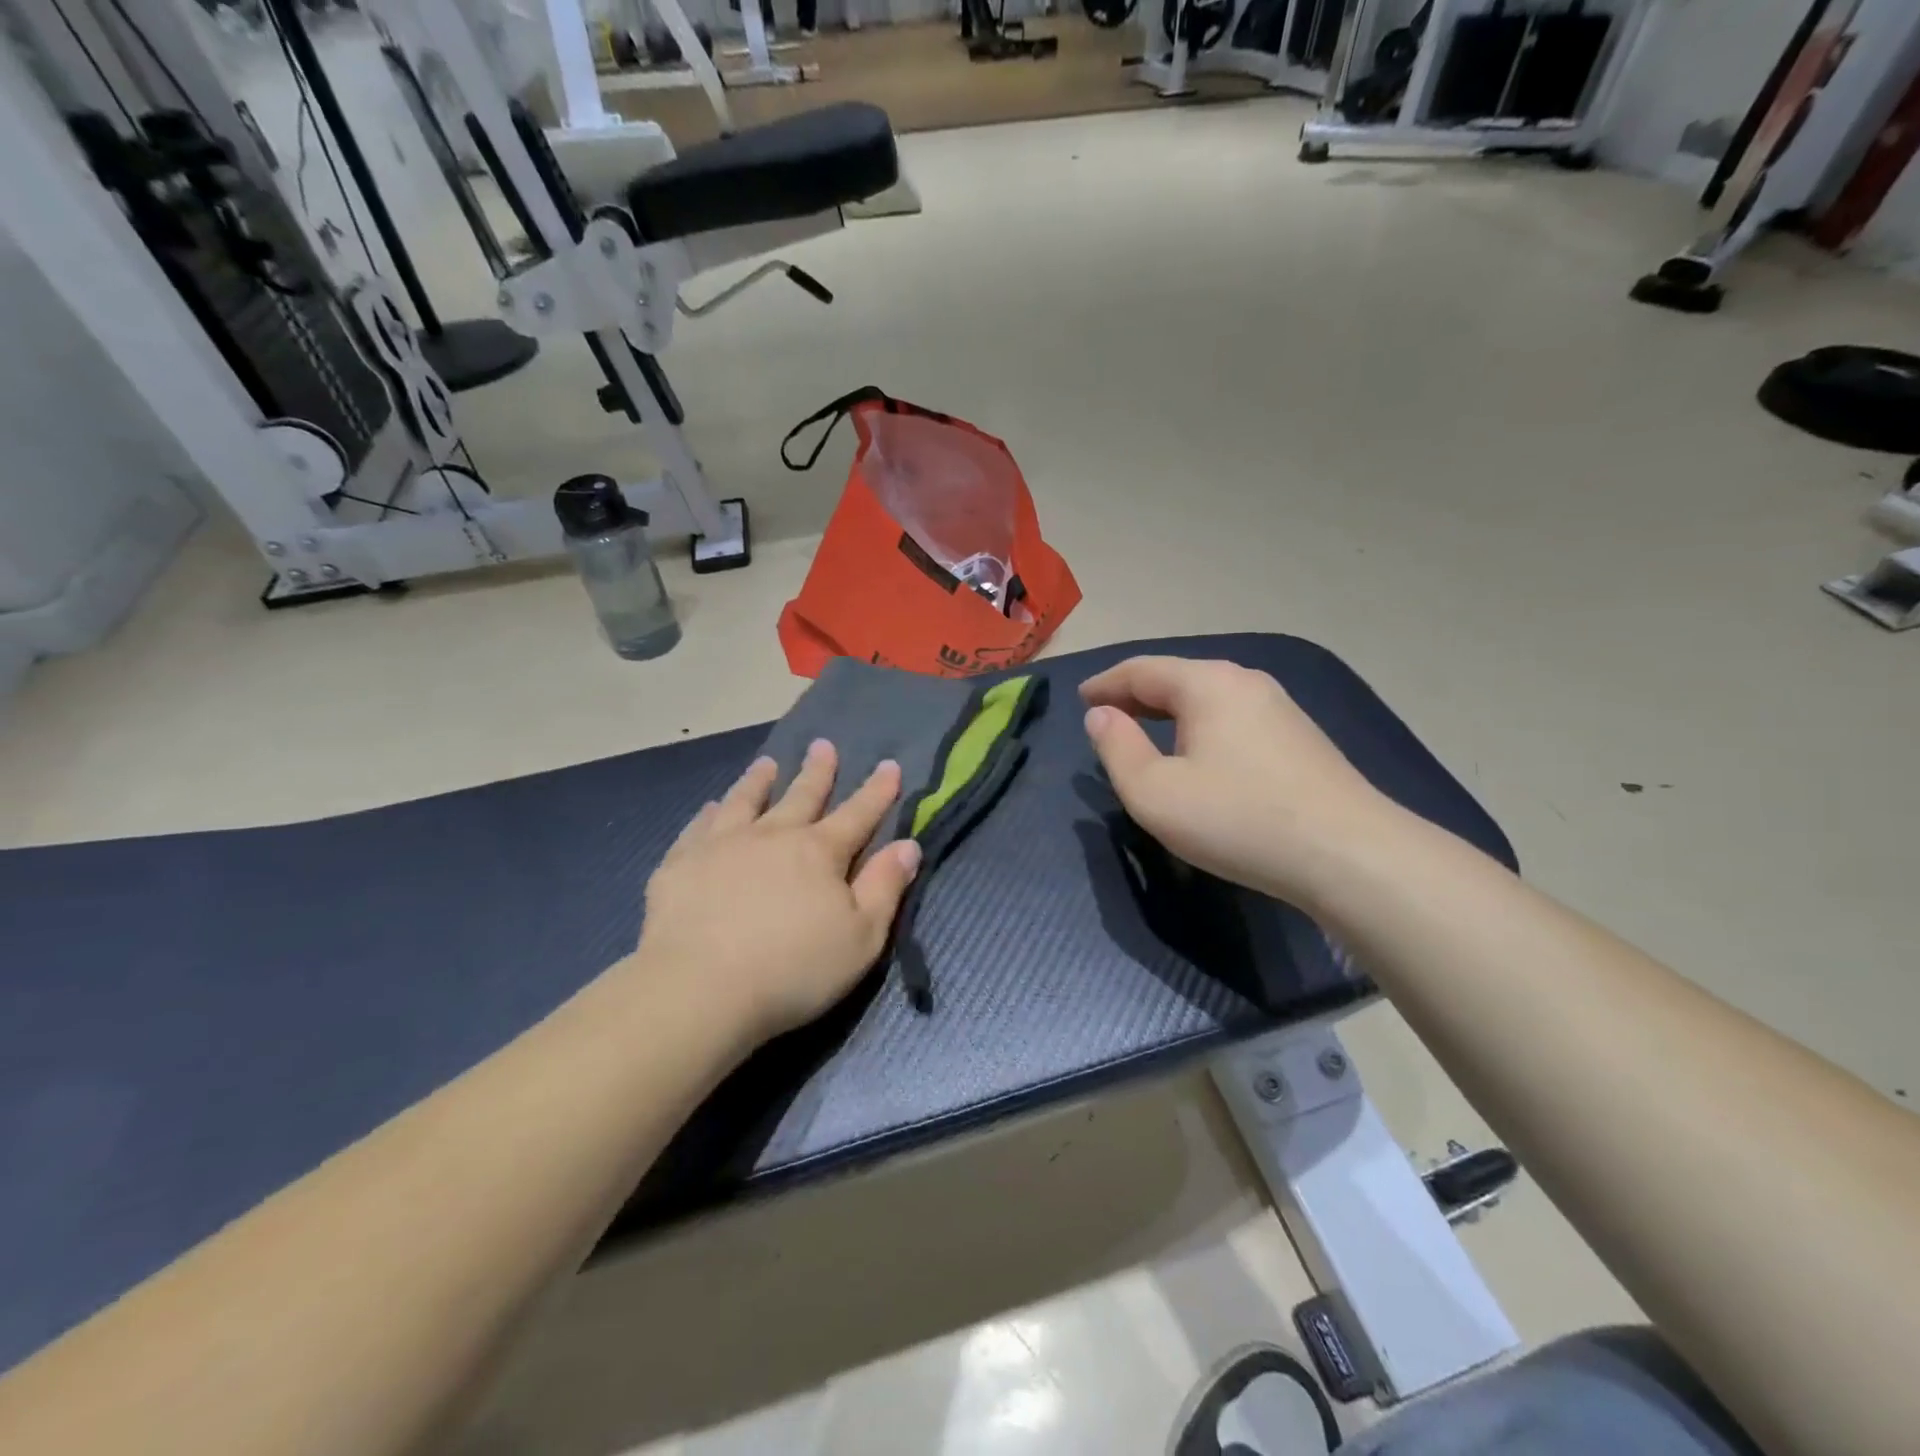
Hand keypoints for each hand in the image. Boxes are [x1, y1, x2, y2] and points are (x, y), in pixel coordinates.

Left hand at [636, 742, 922, 1043]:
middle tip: (823, 745)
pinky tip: (712, 807)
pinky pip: (699, 827)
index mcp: (819, 852)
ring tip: (767, 763)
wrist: (699, 988)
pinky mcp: (681, 864)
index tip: (889, 764)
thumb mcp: (861, 938)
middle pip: (801, 796)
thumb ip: (885, 888)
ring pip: (746, 801)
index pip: (858, 814)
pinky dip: (710, 813)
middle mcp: (773, 836)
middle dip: (818, 771)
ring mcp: (723, 845)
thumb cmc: (793, 970)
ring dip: (759, 780)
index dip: (877, 791)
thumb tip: (908, 845)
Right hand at [1080, 657, 1394, 907]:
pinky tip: (1198, 754)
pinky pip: (1233, 718)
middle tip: (1105, 715)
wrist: (1348, 854)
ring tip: (1144, 733)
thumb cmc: (1237, 818)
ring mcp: (1279, 708)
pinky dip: (1200, 726)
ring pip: (1208, 698)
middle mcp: (1245, 682)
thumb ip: (1117, 748)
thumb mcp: (1155, 792)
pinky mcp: (1299, 737)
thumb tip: (1101, 716)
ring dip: (1169, 712)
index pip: (1141, 670)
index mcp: (1206, 684)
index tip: (1080, 699)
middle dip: (1135, 695)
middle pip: (1177, 678)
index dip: (1105, 684)